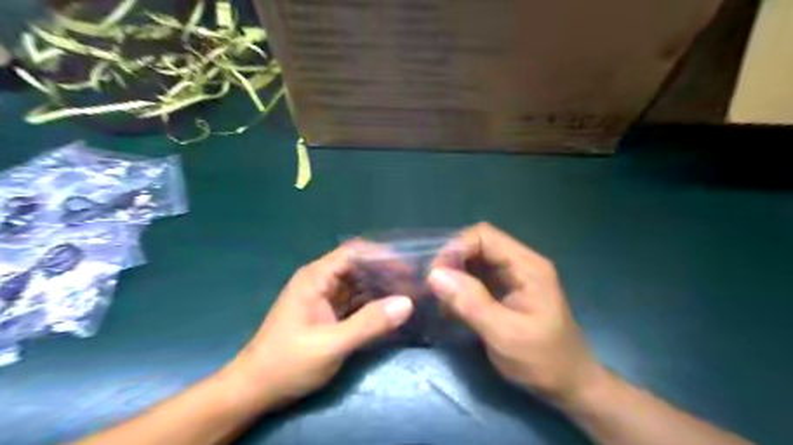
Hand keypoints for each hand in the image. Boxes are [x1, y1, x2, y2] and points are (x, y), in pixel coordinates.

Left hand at [227, 246, 411, 412]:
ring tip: (408, 296)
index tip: (407, 268)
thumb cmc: (288, 362)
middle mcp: (321, 281)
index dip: (381, 256)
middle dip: (385, 272)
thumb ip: (369, 323)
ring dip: (381, 288)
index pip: (353, 252)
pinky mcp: (328, 313)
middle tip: (413, 285)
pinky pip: (355, 301)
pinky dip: (372, 303)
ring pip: (358, 283)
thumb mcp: (331, 344)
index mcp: (316, 278)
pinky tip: (390, 311)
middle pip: (358, 266)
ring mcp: (324, 297)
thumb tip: (407, 303)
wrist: (255, 389)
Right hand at [431, 223, 605, 406]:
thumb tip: (435, 274)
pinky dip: (461, 288)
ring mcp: (513, 276)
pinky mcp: (506, 290)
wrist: (569, 384)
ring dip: (455, 275)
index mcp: (527, 265)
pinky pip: (477, 277)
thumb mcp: (504, 334)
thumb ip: (471, 303)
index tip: (437, 274)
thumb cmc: (543, 360)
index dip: (456, 248)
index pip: (484, 235)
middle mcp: (520, 263)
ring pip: (475, 260)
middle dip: (452, 262)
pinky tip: (453, 307)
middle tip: (435, 288)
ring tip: (441, 299)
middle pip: (477, 245)